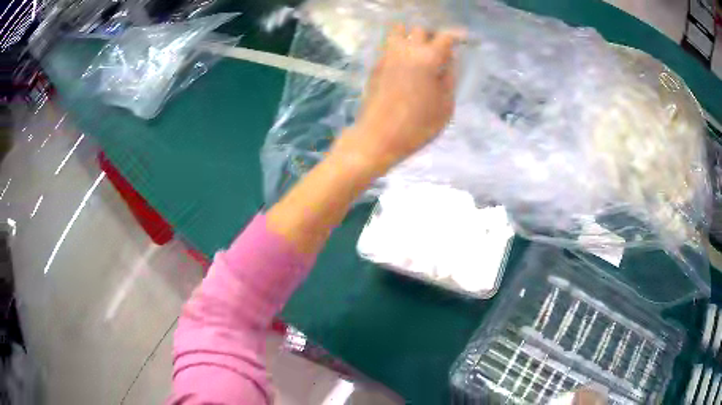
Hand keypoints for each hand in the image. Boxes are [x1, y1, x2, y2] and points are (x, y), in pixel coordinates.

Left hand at [332, 24, 463, 173]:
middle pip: (420, 29)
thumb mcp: (445, 106)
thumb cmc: (417, 126)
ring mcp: (387, 56)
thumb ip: (450, 79)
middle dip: (432, 35)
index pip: (445, 37)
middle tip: (439, 50)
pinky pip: (389, 46)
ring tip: (419, 52)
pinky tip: (404, 64)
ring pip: (399, 31)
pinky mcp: (375, 66)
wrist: (378, 137)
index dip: (456, 36)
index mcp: (428, 59)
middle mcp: (406, 50)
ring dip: (411, 36)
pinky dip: (398, 47)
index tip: (462, 41)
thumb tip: (450, 61)